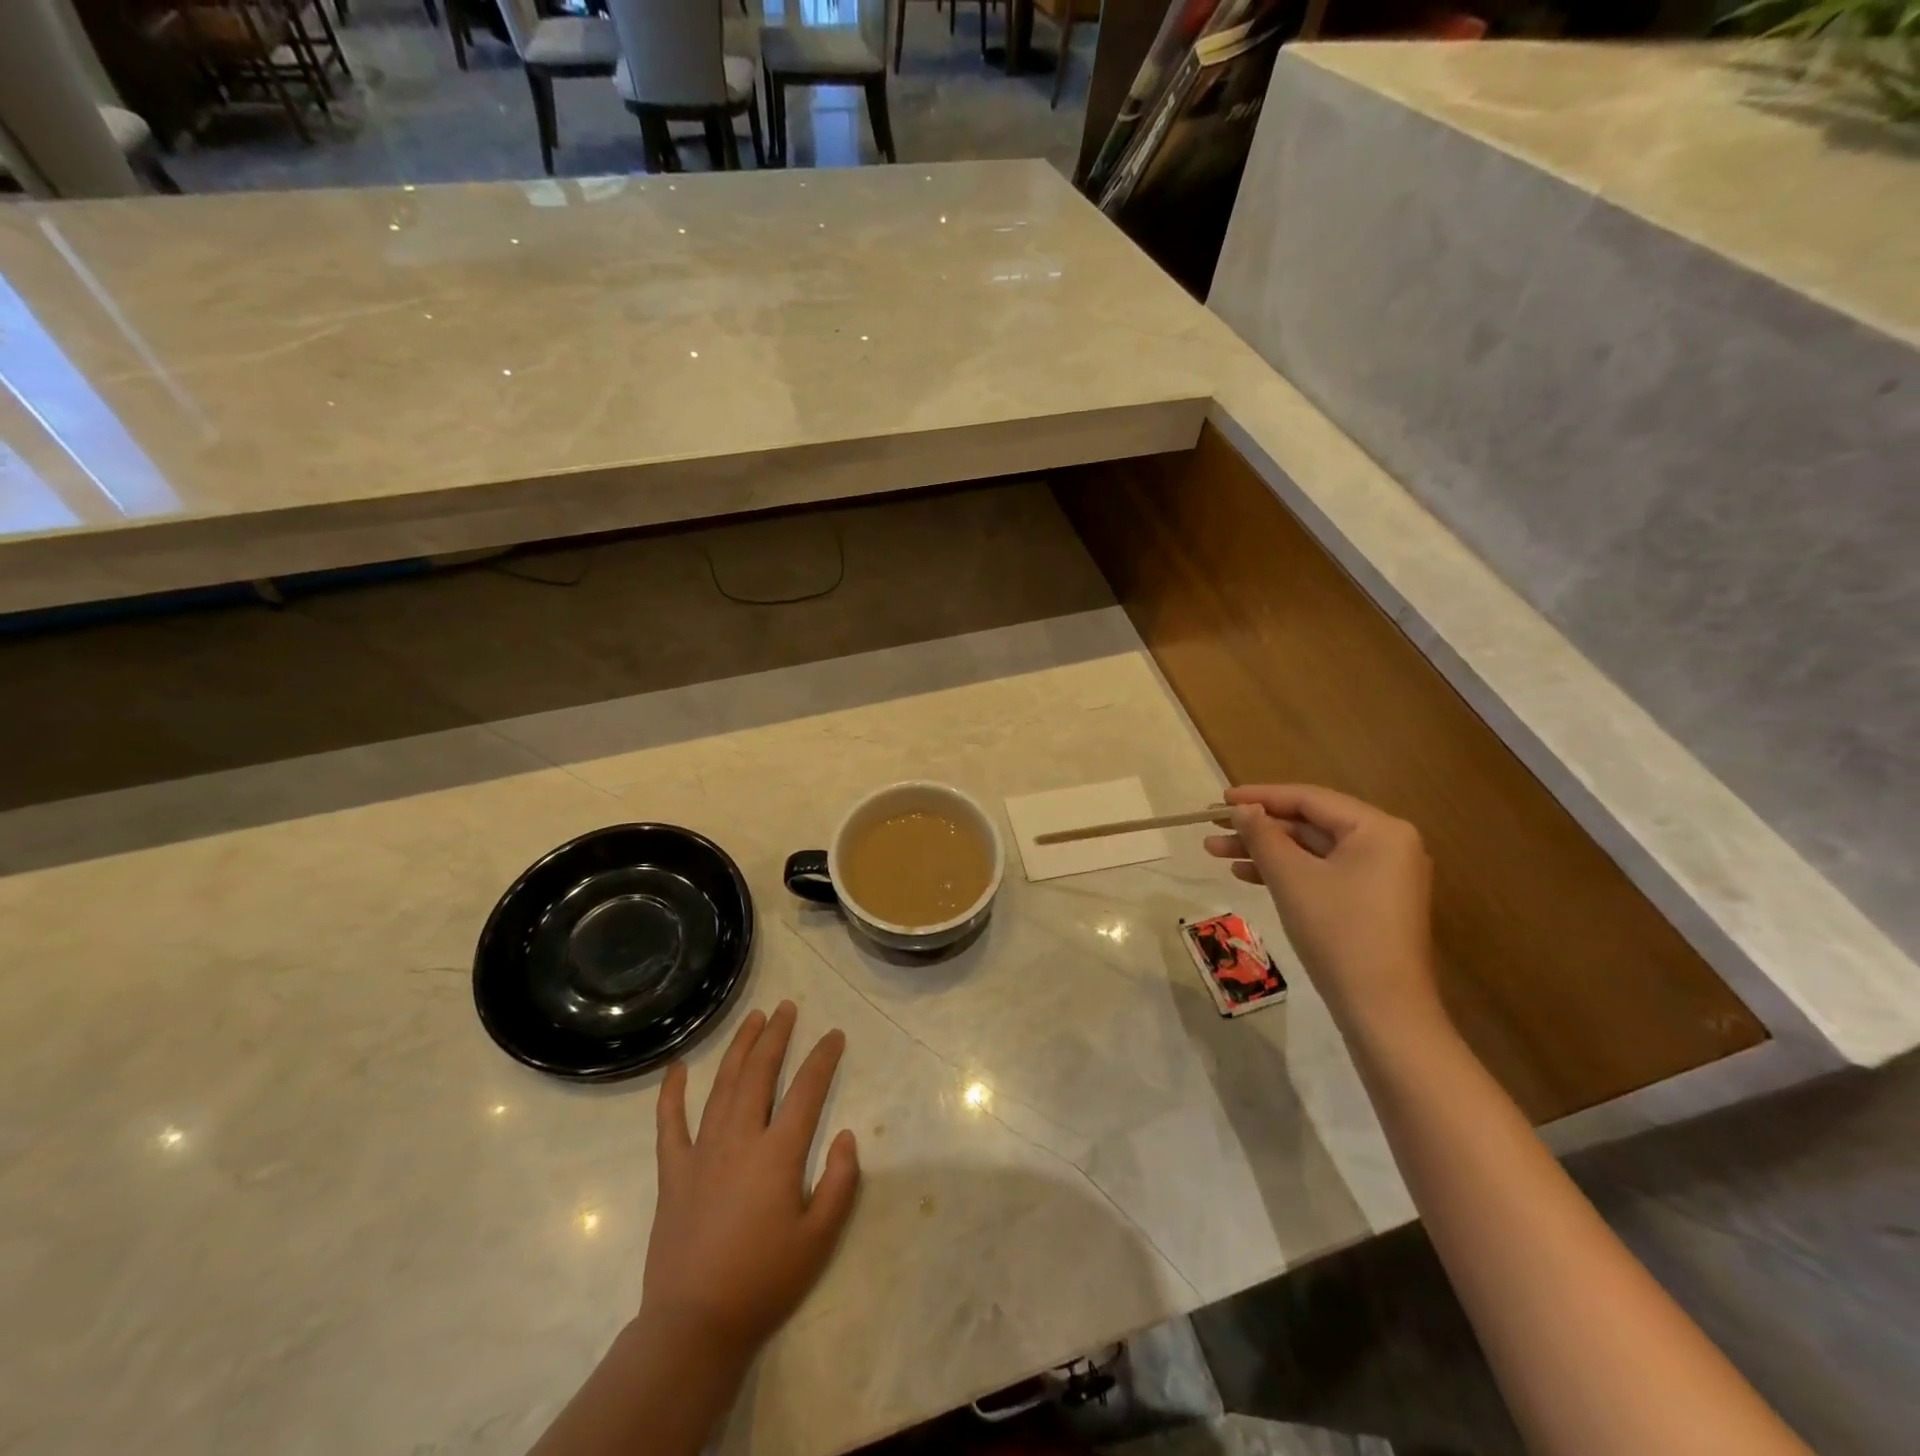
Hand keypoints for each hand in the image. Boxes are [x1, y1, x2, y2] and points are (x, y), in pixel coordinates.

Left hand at [643, 1001, 860, 1361]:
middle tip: (787, 1007)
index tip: (834, 1035)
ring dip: (739, 1048)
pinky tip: (677, 1068)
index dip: (823, 1058)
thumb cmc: (764, 1281)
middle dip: (776, 1036)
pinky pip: (670, 1123)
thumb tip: (847, 1136)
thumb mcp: (819, 1238)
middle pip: (759, 1073)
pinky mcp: (674, 1172)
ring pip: (722, 1086)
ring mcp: (702, 1152)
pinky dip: (672, 1093)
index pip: (806, 1091)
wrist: (694, 1326)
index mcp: (777, 1154)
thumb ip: (840, 1183)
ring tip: (753, 1019)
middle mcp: (740, 1139)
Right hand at [1204, 784, 1442, 1036]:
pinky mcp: (1370, 902)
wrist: (1382, 1010)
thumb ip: (1263, 835)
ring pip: (1312, 851)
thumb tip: (1242, 808)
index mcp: (1379, 829)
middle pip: (1310, 824)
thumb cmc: (1338, 932)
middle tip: (1212, 828)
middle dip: (1258, 828)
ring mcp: (1380, 876)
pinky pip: (1322, 873)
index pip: (1310, 799)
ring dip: (1265, 851)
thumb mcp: (1292, 878)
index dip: (1260, 796)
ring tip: (1216, 852)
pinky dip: (1286, 872)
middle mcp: (1386, 845)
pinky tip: (1246, 874)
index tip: (1220, 800)